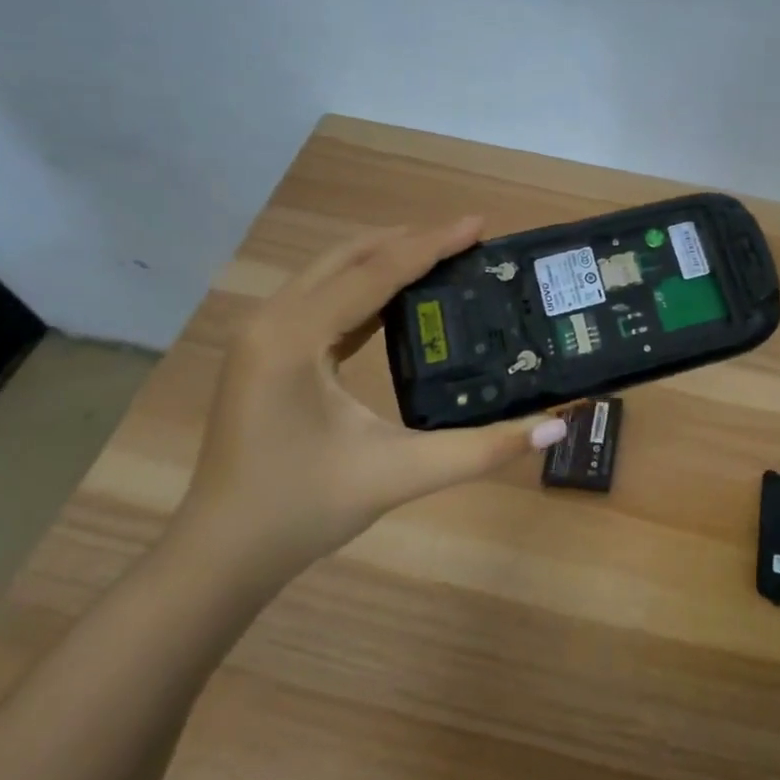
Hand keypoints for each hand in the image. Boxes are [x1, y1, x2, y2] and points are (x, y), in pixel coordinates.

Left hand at [173, 217, 567, 588]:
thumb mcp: (400, 475)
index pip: (374, 272)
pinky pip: (321, 298)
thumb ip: (482, 449)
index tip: (479, 224)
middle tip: (468, 237)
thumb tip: (557, 424)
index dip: (432, 245)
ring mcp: (262, 334)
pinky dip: (364, 286)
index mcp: (294, 338)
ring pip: (331, 272)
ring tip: (443, 255)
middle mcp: (271, 321)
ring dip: (386, 258)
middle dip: (410, 240)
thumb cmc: (303, 511)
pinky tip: (402, 296)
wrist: (223, 555)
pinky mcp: (265, 350)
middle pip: (349, 257)